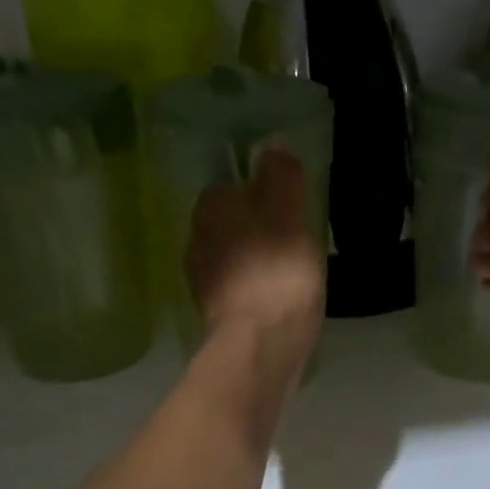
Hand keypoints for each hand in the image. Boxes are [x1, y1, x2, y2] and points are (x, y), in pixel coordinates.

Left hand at [186, 147, 325, 367]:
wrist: (260, 345)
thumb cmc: (278, 273)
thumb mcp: (290, 215)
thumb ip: (282, 177)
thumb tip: (273, 143)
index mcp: (212, 209)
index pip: (231, 187)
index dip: (260, 193)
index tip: (289, 208)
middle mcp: (197, 239)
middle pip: (229, 222)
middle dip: (254, 226)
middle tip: (292, 238)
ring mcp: (201, 280)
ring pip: (231, 255)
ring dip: (253, 258)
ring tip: (288, 270)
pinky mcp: (213, 313)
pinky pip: (235, 287)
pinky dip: (252, 287)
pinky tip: (275, 297)